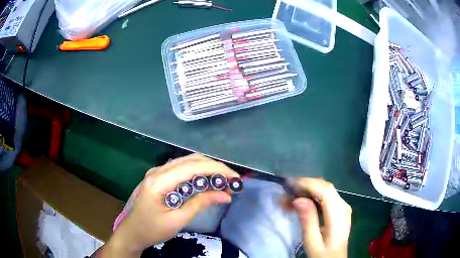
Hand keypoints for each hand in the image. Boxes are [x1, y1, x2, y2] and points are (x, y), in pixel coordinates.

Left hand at [101, 154, 239, 256]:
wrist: (133, 232)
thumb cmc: (152, 229)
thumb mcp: (178, 220)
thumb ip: (200, 203)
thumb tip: (225, 195)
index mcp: (159, 181)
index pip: (192, 167)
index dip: (216, 170)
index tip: (235, 178)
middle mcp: (158, 170)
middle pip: (191, 160)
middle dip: (214, 167)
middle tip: (232, 180)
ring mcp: (157, 172)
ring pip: (187, 161)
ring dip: (207, 168)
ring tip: (223, 180)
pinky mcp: (159, 176)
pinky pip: (181, 168)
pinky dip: (197, 172)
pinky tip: (206, 181)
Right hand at [292, 178, 351, 257]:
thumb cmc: (323, 253)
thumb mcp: (313, 242)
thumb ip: (308, 221)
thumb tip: (299, 200)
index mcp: (339, 214)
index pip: (325, 190)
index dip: (307, 183)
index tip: (288, 184)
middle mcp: (343, 205)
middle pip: (324, 187)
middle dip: (304, 186)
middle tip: (284, 192)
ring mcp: (341, 206)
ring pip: (323, 190)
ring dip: (305, 192)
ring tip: (286, 200)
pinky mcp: (337, 209)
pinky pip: (324, 197)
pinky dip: (310, 197)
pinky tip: (297, 204)